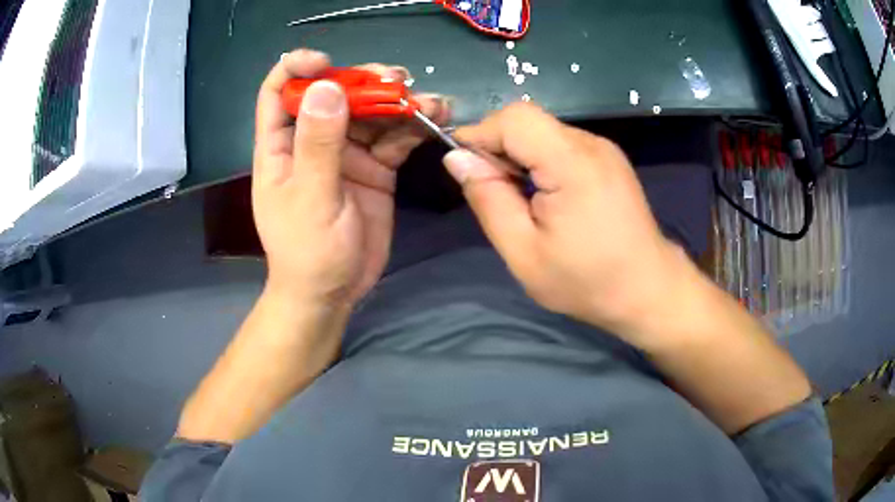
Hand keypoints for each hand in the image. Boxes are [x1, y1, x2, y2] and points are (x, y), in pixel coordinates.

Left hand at [253, 49, 450, 306]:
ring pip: (372, 112)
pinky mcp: (375, 167)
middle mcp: (313, 140)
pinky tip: (436, 119)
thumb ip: (318, 144)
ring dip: (399, 102)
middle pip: (336, 93)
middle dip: (366, 82)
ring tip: (431, 102)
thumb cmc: (308, 252)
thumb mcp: (311, 198)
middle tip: (398, 80)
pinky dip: (414, 127)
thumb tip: (326, 87)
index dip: (298, 68)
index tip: (326, 61)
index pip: (279, 92)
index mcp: (281, 146)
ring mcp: (347, 152)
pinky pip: (395, 137)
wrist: (334, 293)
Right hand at [444, 104, 685, 339]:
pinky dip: (541, 161)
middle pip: (528, 121)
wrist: (648, 290)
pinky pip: (562, 144)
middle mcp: (591, 144)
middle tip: (495, 193)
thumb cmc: (587, 281)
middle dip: (499, 147)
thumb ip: (488, 199)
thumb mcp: (524, 252)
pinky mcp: (609, 158)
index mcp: (573, 163)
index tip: (465, 168)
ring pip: (543, 132)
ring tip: (522, 201)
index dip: (481, 134)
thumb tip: (456, 158)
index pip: (515, 119)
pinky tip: (546, 196)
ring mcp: (604, 148)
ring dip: (520, 156)